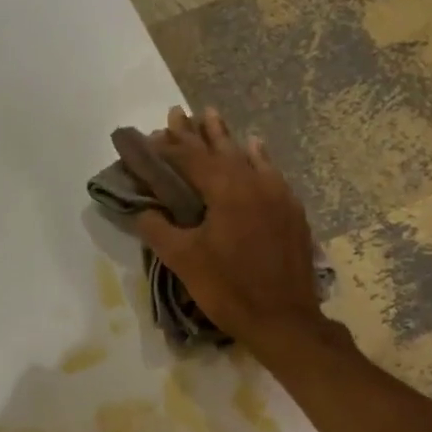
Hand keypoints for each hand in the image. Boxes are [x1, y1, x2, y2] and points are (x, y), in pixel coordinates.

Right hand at [135, 107, 326, 349]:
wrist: (283, 319)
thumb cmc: (228, 289)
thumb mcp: (184, 261)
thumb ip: (158, 230)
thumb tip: (141, 211)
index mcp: (226, 190)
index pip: (190, 158)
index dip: (166, 147)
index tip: (147, 137)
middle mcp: (254, 182)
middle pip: (219, 149)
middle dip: (195, 132)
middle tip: (177, 112)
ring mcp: (277, 194)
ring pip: (246, 156)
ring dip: (224, 138)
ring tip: (210, 116)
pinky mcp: (291, 211)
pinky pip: (270, 172)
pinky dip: (257, 157)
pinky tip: (254, 147)